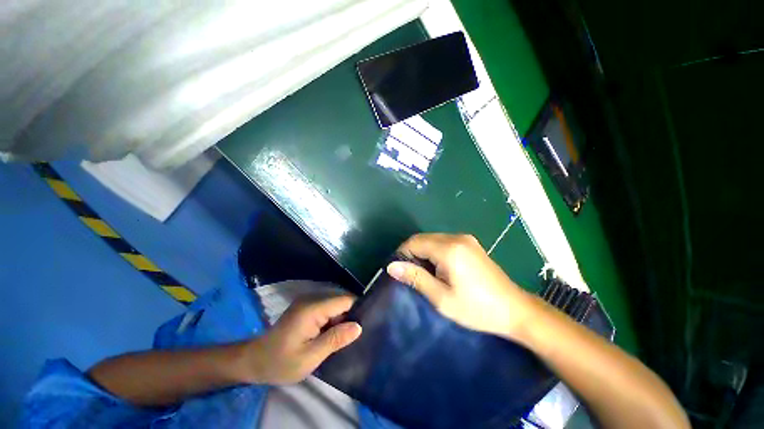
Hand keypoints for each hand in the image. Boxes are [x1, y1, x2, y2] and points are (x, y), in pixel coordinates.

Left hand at [244, 296, 361, 384]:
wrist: (254, 360)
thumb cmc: (281, 362)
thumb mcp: (310, 357)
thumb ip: (335, 340)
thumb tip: (358, 327)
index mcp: (312, 308)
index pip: (344, 300)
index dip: (357, 310)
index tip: (367, 324)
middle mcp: (311, 298)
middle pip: (341, 300)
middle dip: (350, 315)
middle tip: (356, 336)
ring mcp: (308, 301)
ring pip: (335, 304)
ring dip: (342, 318)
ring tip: (346, 336)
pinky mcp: (306, 306)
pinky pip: (327, 308)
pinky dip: (333, 319)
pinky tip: (333, 333)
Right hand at [387, 233, 535, 338]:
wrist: (515, 310)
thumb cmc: (476, 308)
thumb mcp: (442, 298)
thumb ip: (416, 278)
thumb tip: (392, 266)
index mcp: (449, 249)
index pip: (414, 242)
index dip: (402, 254)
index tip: (399, 272)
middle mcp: (456, 237)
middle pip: (423, 238)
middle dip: (412, 253)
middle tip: (411, 276)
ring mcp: (465, 239)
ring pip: (432, 239)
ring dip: (423, 253)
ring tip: (425, 274)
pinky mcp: (470, 243)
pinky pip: (443, 242)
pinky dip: (434, 252)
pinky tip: (439, 268)